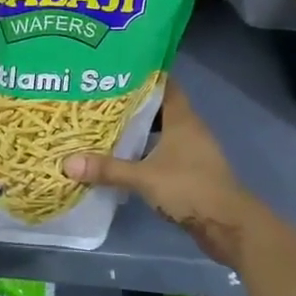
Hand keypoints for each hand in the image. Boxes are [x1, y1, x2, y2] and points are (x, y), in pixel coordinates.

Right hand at [62, 80, 269, 267]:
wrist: (228, 225)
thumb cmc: (189, 188)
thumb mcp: (144, 177)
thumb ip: (108, 169)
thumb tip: (67, 163)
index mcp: (182, 118)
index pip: (164, 84)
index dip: (143, 75)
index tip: (117, 70)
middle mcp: (190, 128)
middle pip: (160, 107)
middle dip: (134, 104)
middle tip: (102, 99)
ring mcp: (194, 151)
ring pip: (163, 131)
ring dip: (141, 130)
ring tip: (109, 126)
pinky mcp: (192, 172)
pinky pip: (166, 152)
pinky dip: (148, 151)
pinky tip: (127, 158)